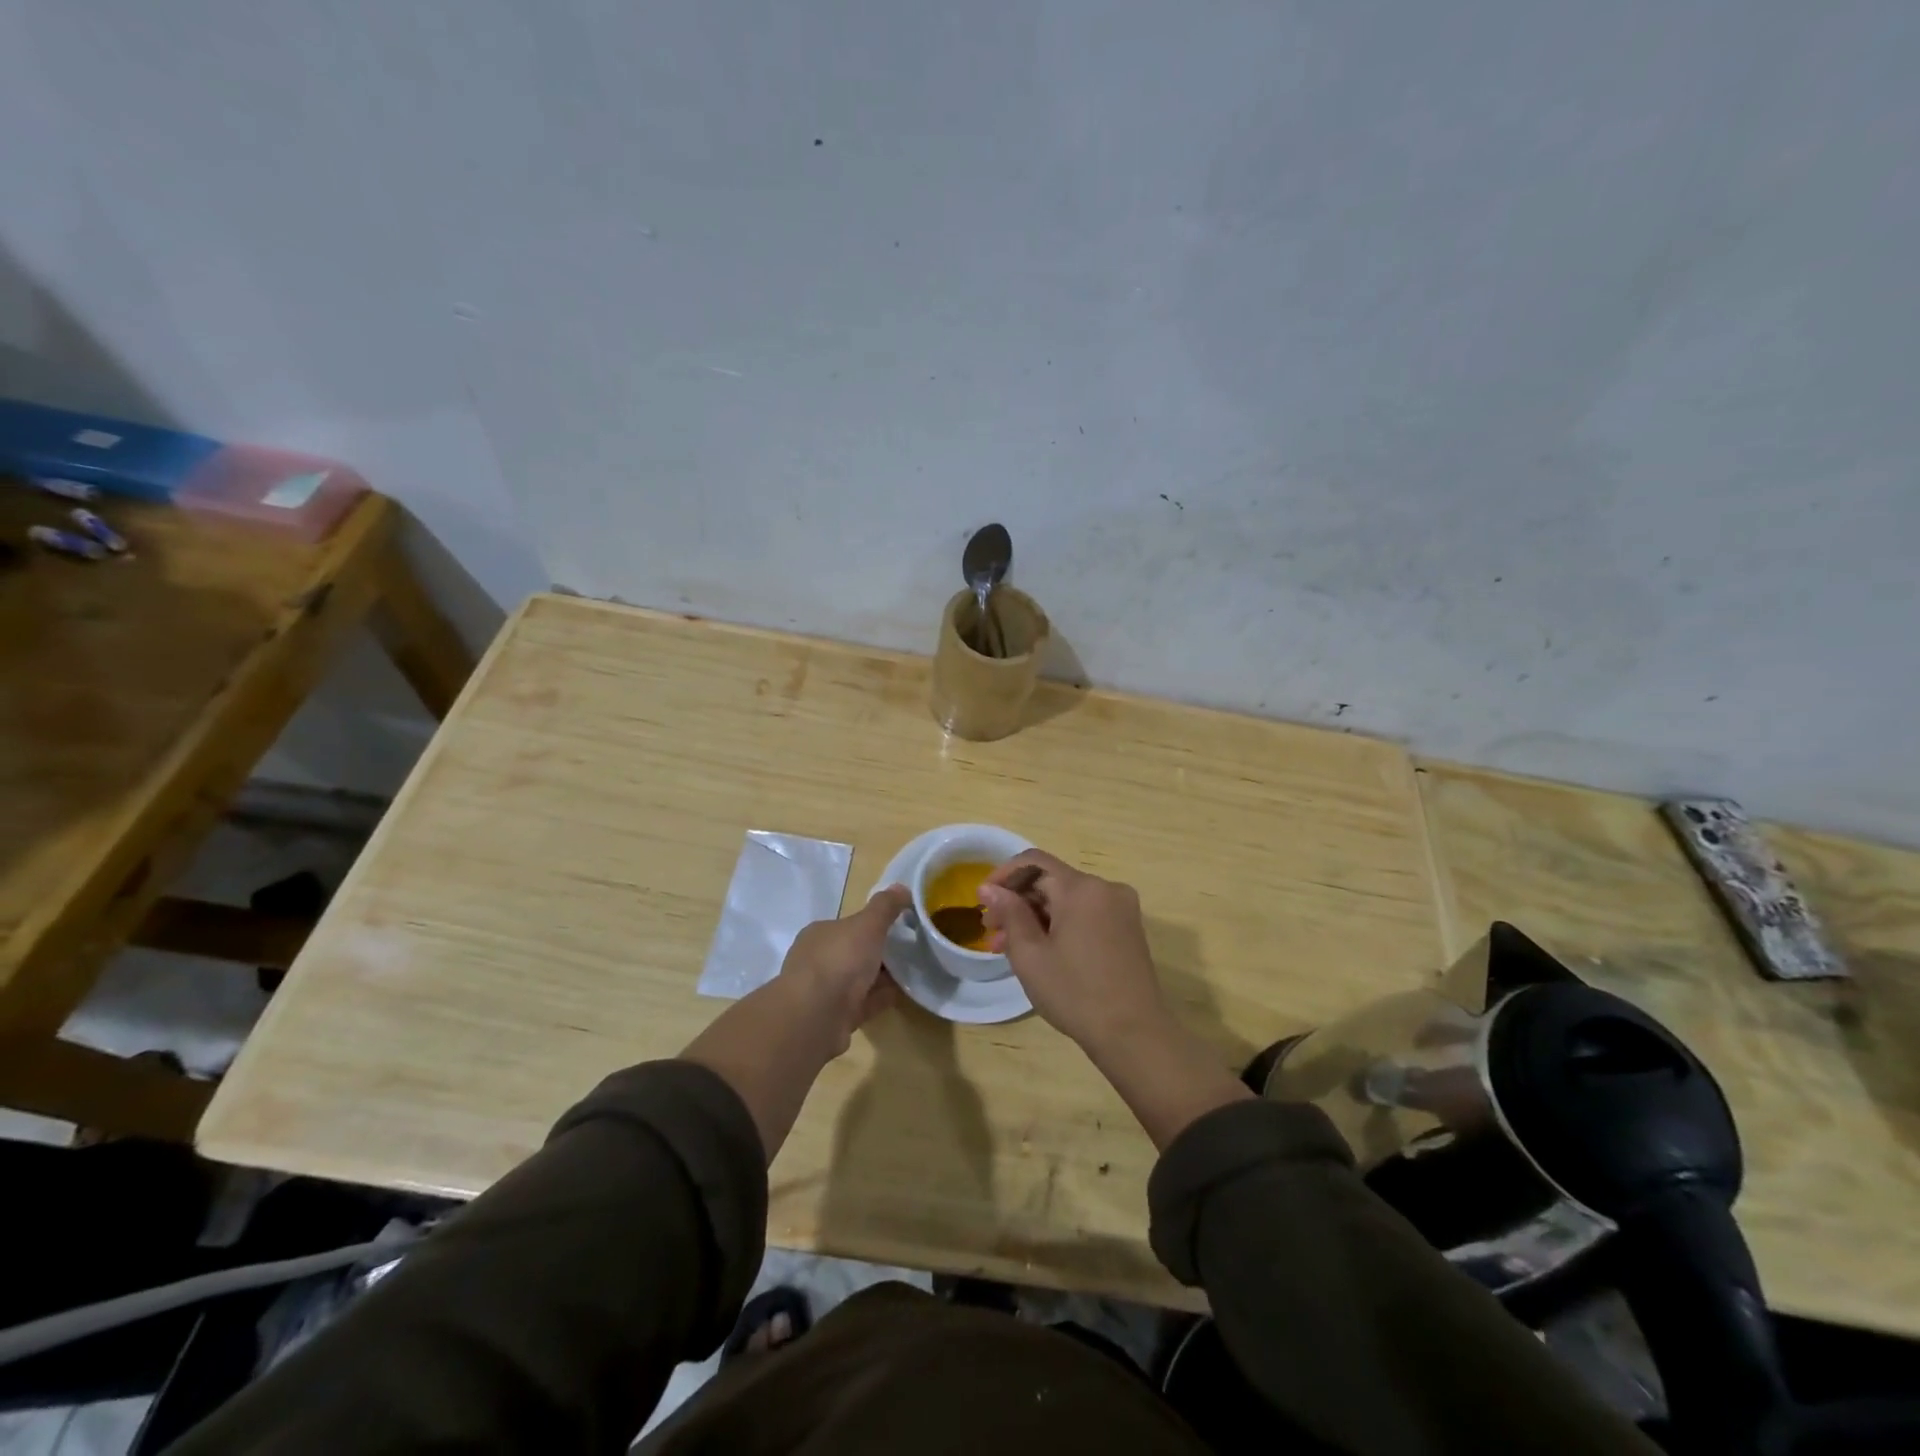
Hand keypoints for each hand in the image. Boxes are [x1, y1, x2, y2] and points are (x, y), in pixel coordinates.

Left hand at [778, 885, 910, 1053]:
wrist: (816, 1016)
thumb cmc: (839, 960)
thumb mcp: (867, 924)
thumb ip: (885, 906)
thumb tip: (902, 887)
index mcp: (819, 934)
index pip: (847, 925)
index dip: (872, 925)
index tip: (898, 927)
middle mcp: (817, 961)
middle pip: (853, 953)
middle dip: (878, 952)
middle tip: (910, 951)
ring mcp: (823, 992)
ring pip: (858, 980)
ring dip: (881, 977)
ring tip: (912, 972)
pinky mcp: (834, 1018)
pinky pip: (864, 1003)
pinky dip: (881, 998)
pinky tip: (903, 995)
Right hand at [982, 849, 1250, 1149]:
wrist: (1134, 1034)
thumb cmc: (1075, 993)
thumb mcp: (1030, 955)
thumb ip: (1009, 913)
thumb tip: (989, 887)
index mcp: (1081, 888)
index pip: (1033, 862)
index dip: (1003, 876)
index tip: (983, 901)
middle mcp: (1105, 888)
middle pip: (1051, 881)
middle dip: (1018, 902)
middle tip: (991, 933)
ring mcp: (1121, 908)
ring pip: (1067, 900)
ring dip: (1036, 917)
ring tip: (1008, 948)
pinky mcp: (1128, 928)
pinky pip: (1085, 914)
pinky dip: (1060, 925)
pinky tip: (1041, 951)